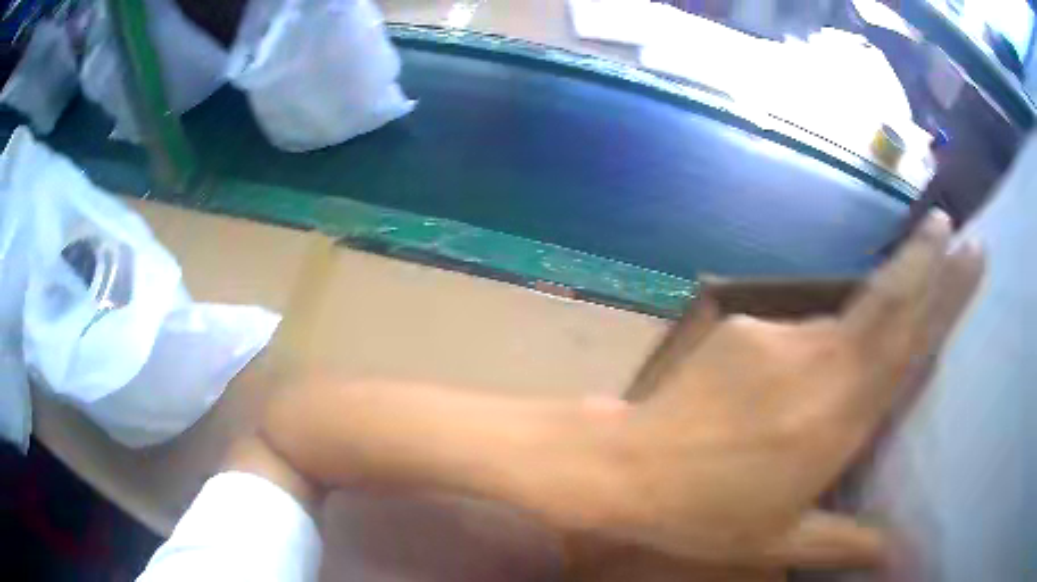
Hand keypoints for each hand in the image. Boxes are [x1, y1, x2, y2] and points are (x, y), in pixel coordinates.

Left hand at [587, 211, 982, 567]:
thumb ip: (849, 544)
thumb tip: (900, 556)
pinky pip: (794, 335)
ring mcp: (779, 336)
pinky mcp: (744, 326)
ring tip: (819, 397)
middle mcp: (819, 361)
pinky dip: (806, 356)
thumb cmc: (707, 515)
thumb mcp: (783, 540)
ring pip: (839, 324)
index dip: (944, 290)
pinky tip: (777, 396)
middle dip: (923, 257)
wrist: (629, 469)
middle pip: (886, 297)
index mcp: (840, 416)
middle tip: (948, 226)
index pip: (910, 338)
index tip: (970, 251)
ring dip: (855, 335)